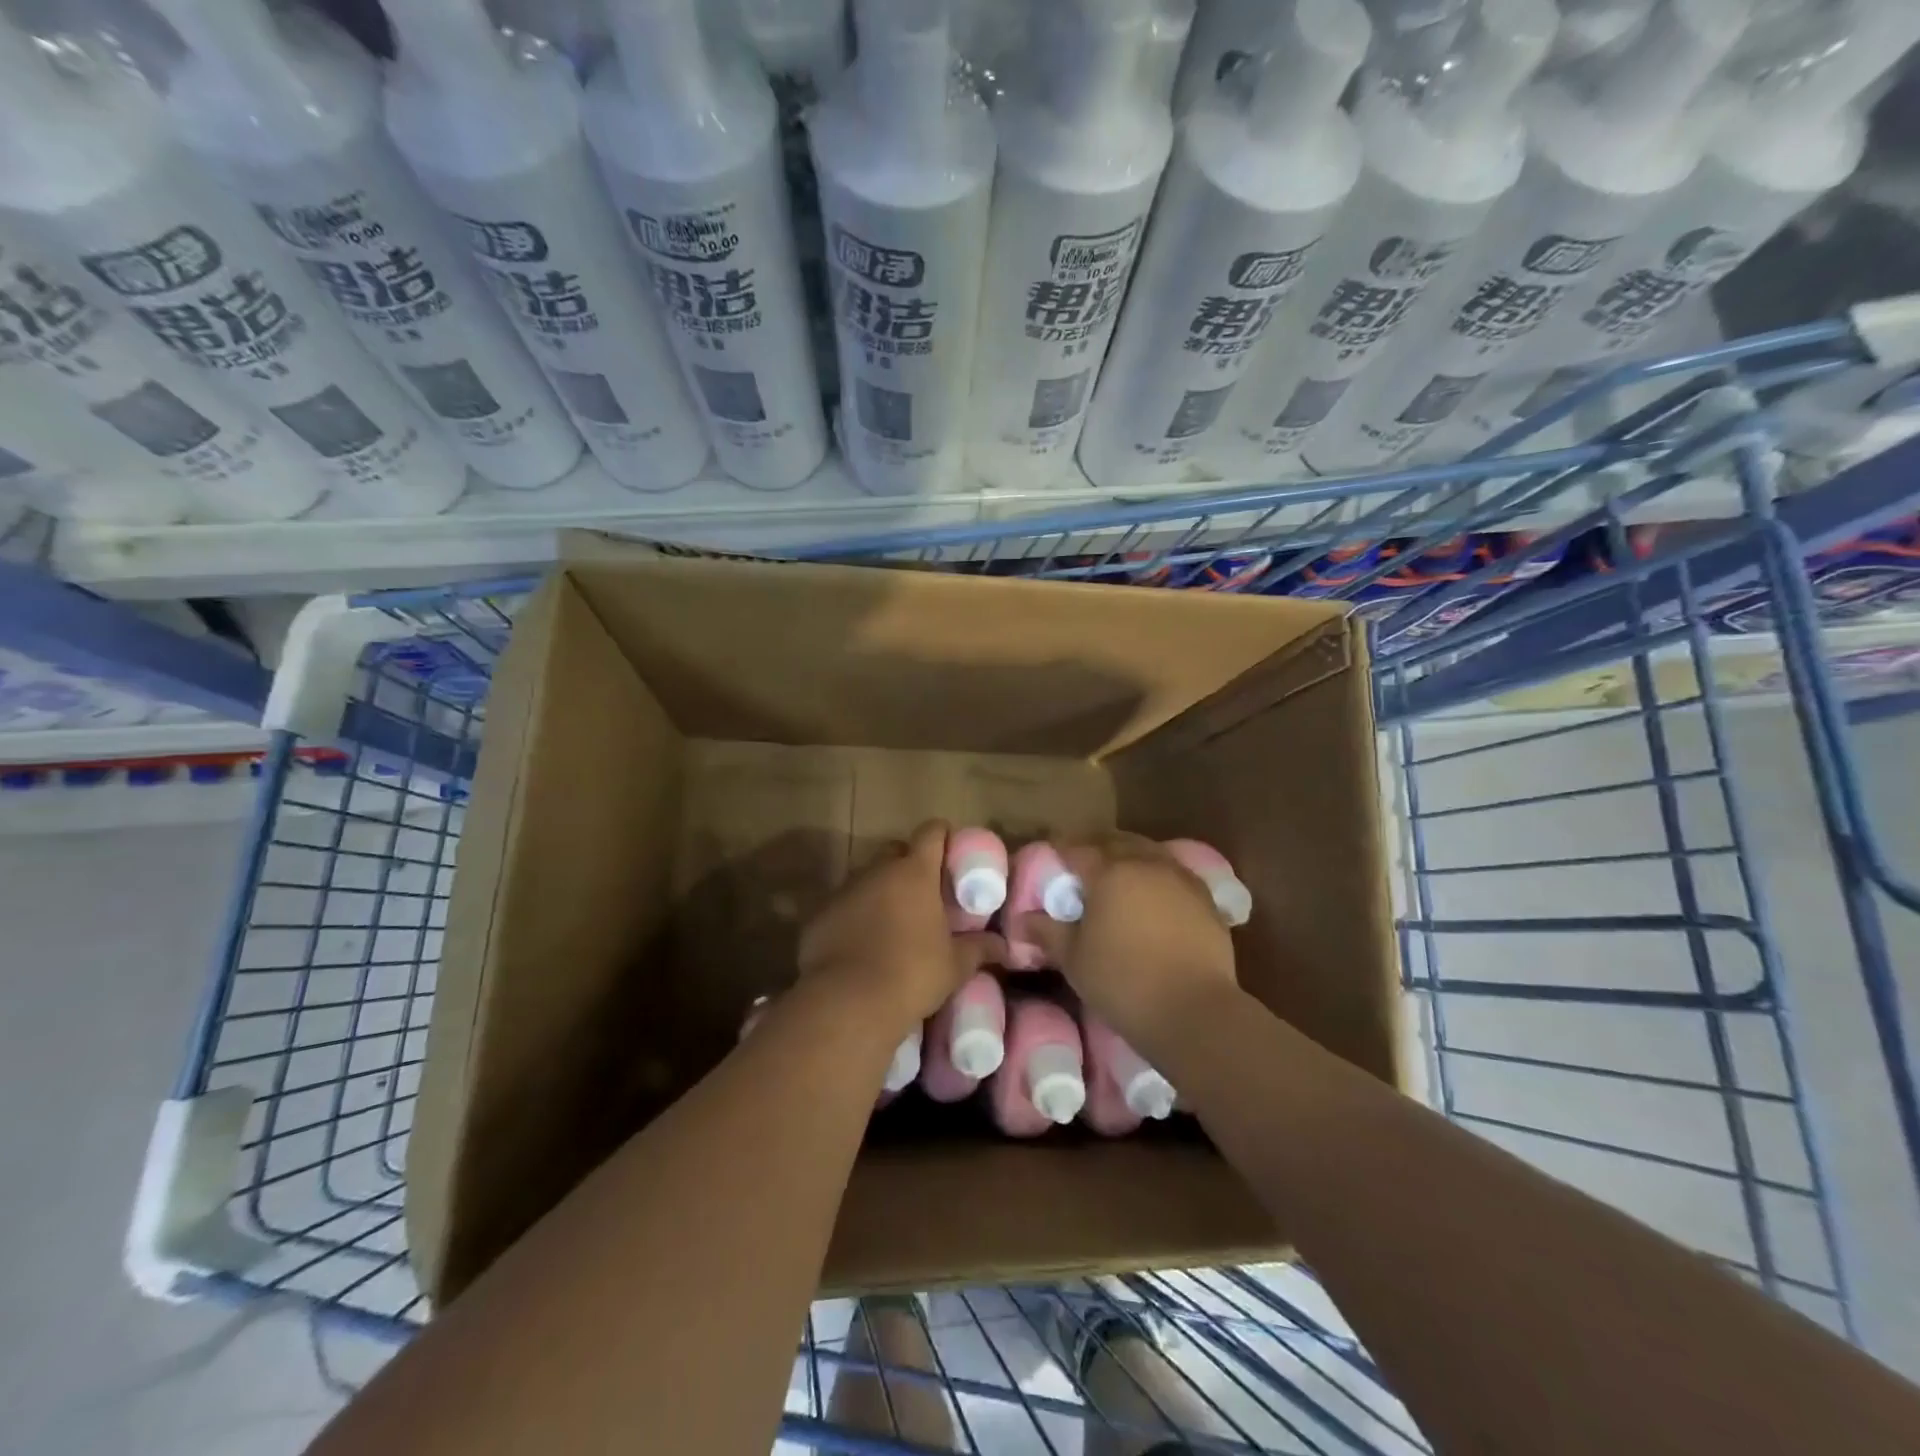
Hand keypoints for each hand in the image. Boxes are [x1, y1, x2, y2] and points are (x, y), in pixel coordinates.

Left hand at [798, 821, 1003, 1033]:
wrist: (849, 1002)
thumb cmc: (912, 973)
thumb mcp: (955, 965)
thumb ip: (980, 948)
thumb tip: (1005, 947)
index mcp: (915, 872)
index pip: (931, 832)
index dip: (943, 837)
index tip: (951, 854)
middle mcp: (877, 871)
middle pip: (896, 850)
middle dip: (909, 863)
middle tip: (925, 892)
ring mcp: (845, 890)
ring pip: (867, 878)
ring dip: (881, 891)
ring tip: (894, 922)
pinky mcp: (820, 914)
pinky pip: (844, 905)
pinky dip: (855, 915)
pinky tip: (862, 944)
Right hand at [1016, 834, 1237, 1042]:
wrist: (1194, 1011)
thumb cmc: (1123, 982)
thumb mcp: (1074, 959)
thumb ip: (1047, 932)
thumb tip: (1023, 919)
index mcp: (1109, 872)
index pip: (1077, 848)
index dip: (1061, 848)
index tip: (1052, 852)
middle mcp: (1145, 864)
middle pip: (1116, 841)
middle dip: (1096, 845)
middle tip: (1082, 860)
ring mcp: (1180, 878)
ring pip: (1149, 851)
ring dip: (1129, 855)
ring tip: (1118, 872)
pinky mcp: (1206, 898)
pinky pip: (1175, 872)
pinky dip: (1158, 874)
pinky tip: (1154, 893)